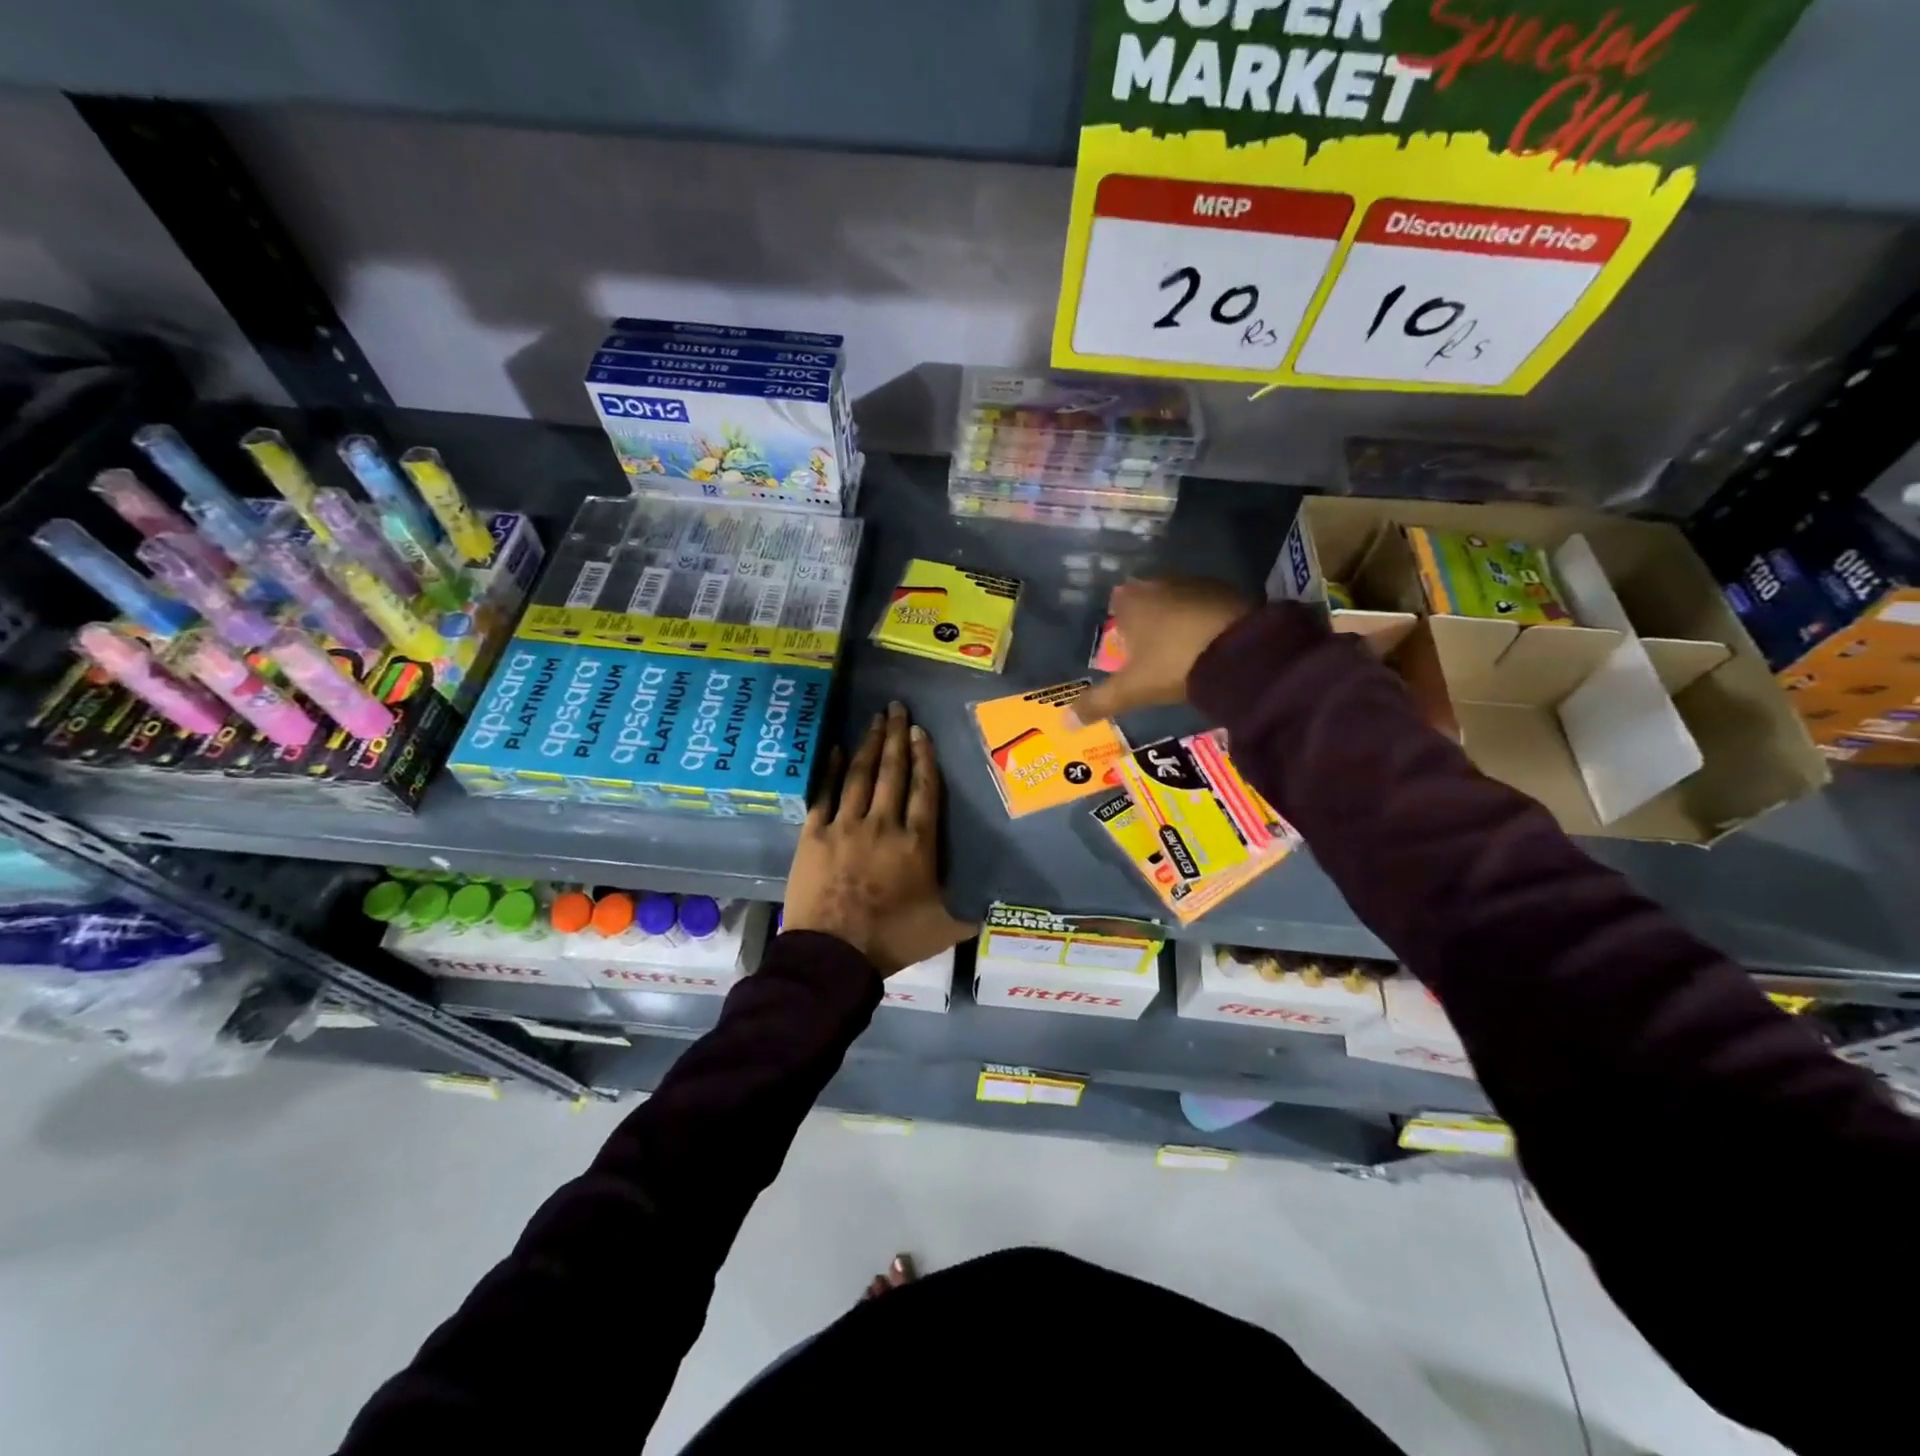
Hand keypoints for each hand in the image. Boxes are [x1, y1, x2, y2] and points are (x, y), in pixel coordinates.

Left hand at [783, 701, 973, 975]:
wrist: (833, 955)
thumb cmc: (892, 940)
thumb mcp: (944, 928)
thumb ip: (970, 911)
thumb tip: (997, 903)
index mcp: (916, 843)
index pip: (924, 790)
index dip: (924, 758)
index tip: (920, 732)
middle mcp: (883, 825)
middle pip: (893, 772)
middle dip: (896, 737)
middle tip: (897, 707)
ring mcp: (845, 826)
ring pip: (861, 776)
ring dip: (869, 745)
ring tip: (874, 719)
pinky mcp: (814, 834)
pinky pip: (825, 794)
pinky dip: (833, 770)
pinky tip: (838, 749)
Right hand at [1071, 576, 1253, 723]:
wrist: (1239, 651)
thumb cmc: (1173, 664)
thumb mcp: (1131, 690)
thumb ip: (1097, 703)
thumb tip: (1064, 723)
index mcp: (1130, 601)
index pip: (1116, 604)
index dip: (1120, 625)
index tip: (1127, 649)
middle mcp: (1159, 582)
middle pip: (1146, 600)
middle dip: (1147, 621)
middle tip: (1152, 653)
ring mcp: (1195, 583)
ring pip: (1176, 600)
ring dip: (1176, 619)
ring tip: (1181, 650)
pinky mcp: (1227, 590)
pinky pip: (1205, 605)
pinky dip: (1203, 620)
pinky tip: (1209, 642)